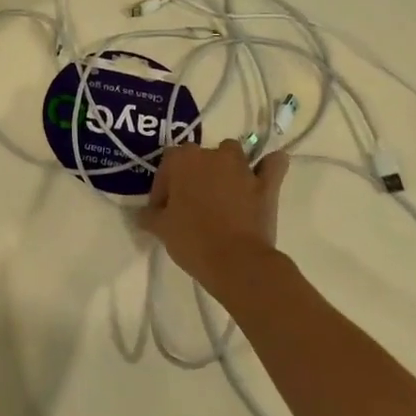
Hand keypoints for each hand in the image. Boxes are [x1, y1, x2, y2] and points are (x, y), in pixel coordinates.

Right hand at [139, 140, 290, 294]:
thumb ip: (149, 216)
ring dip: (226, 166)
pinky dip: (269, 166)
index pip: (167, 164)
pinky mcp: (267, 184)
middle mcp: (212, 155)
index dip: (163, 187)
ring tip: (222, 191)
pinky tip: (264, 174)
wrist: (236, 262)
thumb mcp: (161, 229)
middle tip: (189, 204)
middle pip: (198, 156)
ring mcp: (242, 168)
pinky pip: (273, 165)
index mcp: (182, 160)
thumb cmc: (192, 240)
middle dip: (193, 175)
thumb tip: (143, 214)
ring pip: (232, 153)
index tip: (162, 210)